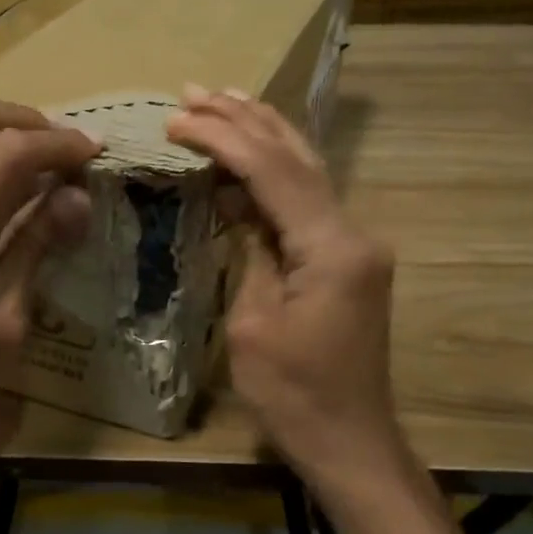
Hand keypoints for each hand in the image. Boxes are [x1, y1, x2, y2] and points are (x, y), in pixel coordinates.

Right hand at [167, 88, 402, 484]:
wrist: (349, 442)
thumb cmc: (294, 395)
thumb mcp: (253, 325)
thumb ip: (251, 255)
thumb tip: (242, 211)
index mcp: (332, 248)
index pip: (273, 172)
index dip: (223, 139)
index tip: (177, 119)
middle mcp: (354, 233)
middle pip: (297, 158)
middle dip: (246, 119)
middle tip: (197, 91)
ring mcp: (355, 246)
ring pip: (308, 174)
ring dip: (263, 137)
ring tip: (222, 103)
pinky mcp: (347, 262)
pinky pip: (307, 206)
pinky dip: (273, 178)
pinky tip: (247, 162)